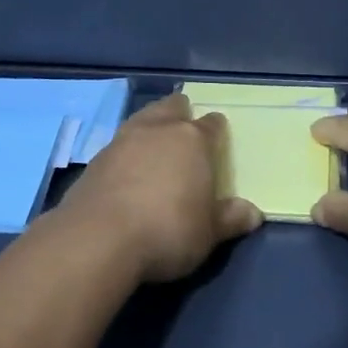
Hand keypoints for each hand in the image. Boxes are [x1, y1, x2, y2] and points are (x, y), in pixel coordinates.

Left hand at [57, 94, 261, 282]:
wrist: (98, 239)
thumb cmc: (167, 230)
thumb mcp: (208, 233)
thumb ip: (230, 219)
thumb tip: (253, 213)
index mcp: (192, 140)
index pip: (211, 125)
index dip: (216, 128)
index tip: (218, 134)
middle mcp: (158, 131)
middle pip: (171, 108)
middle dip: (179, 112)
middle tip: (184, 123)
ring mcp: (122, 141)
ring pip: (141, 120)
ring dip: (150, 126)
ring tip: (154, 140)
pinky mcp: (94, 160)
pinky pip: (118, 145)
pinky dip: (126, 152)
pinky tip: (127, 168)